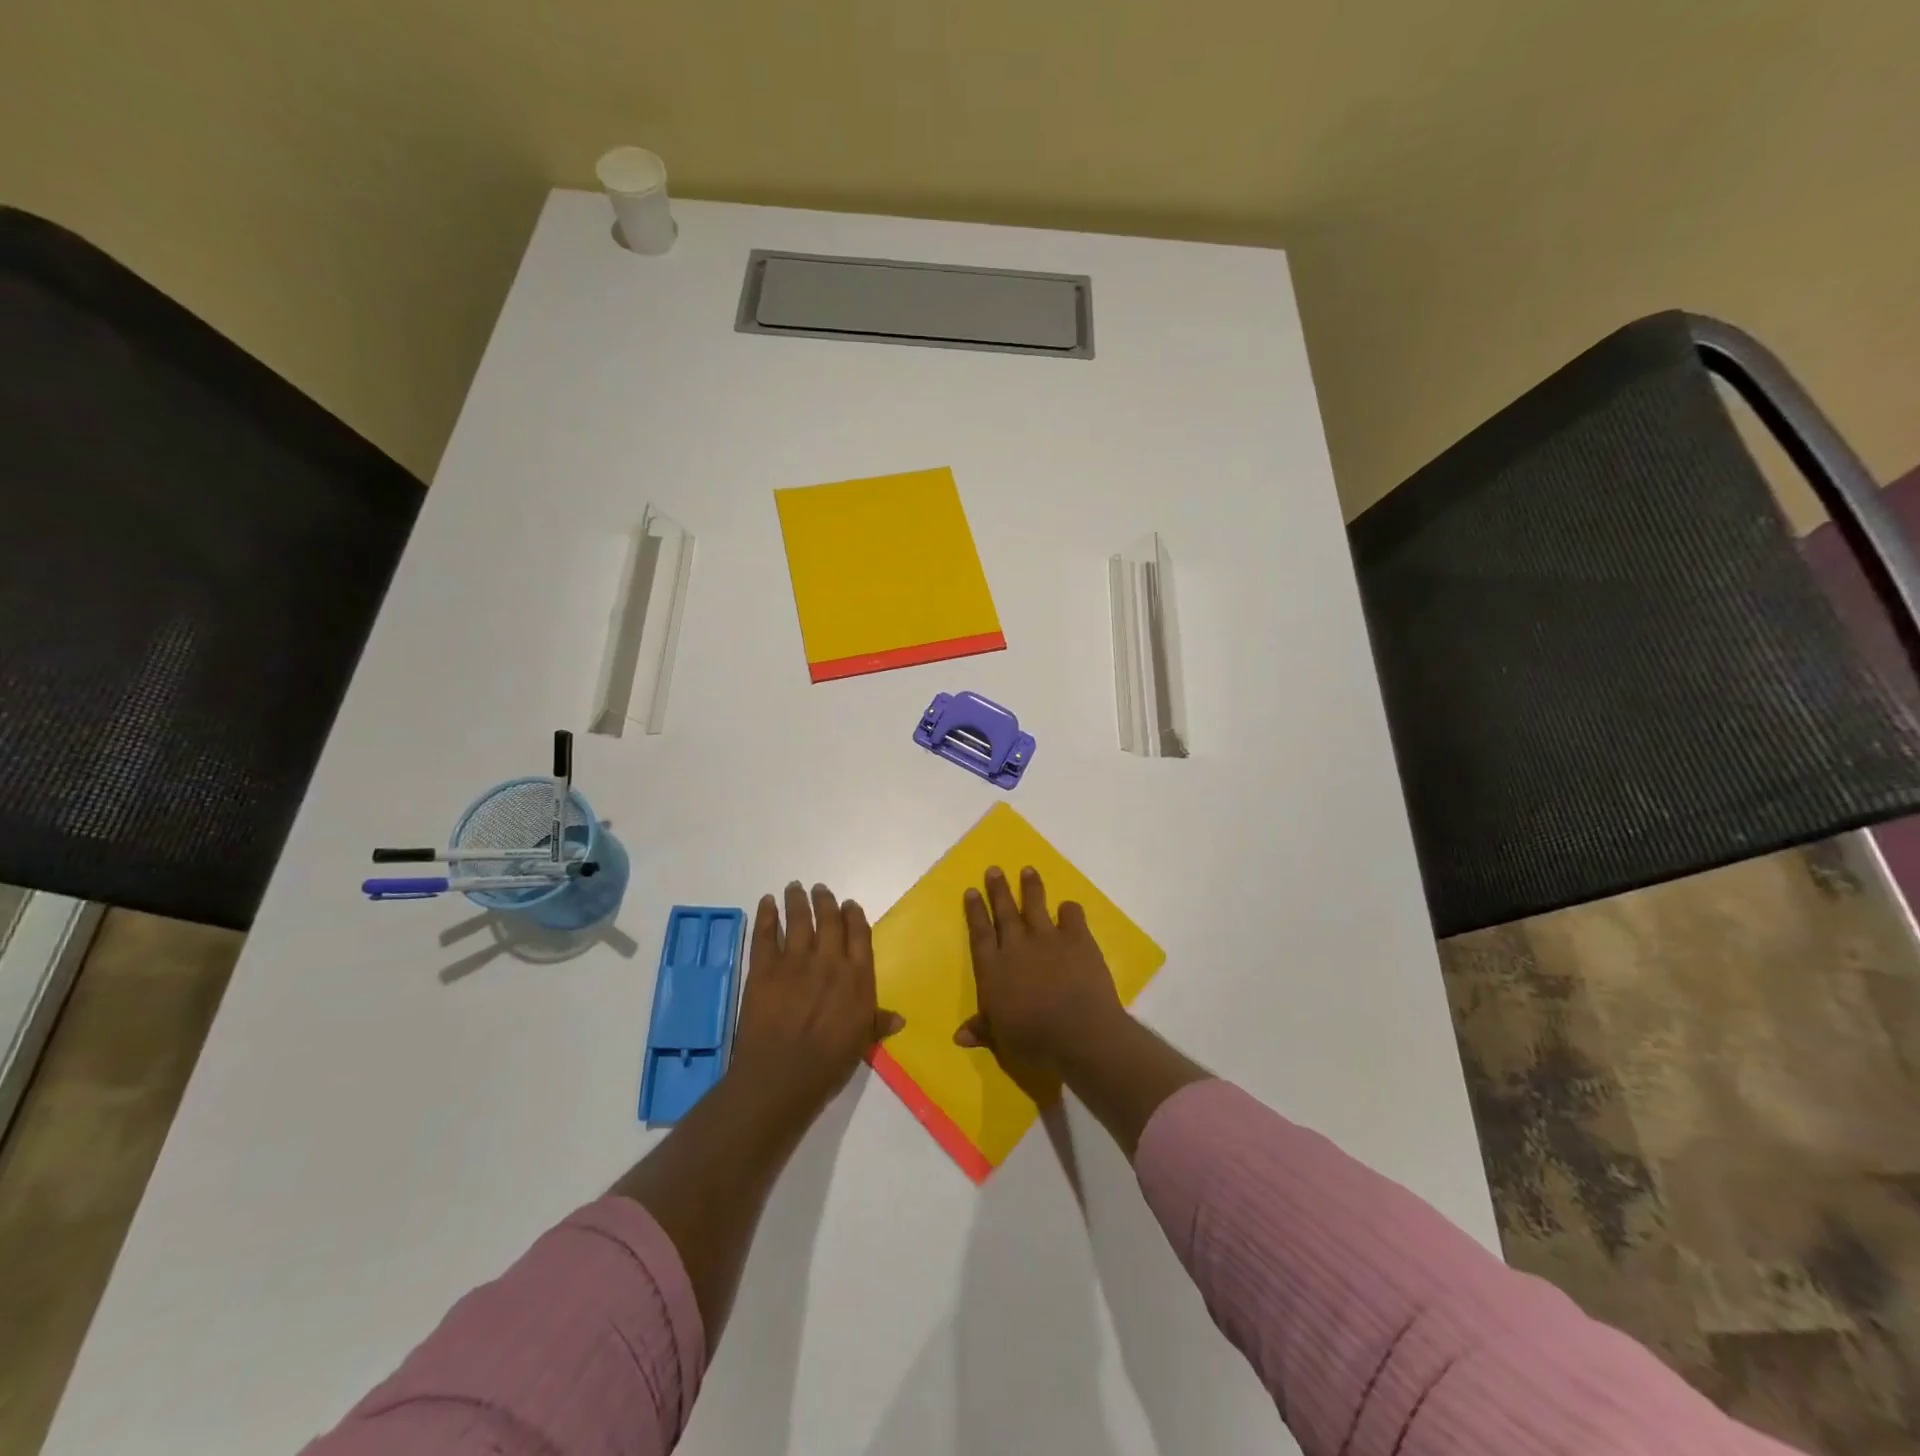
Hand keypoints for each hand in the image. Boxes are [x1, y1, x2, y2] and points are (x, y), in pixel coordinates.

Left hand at [730, 882, 902, 1114]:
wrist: (783, 1074)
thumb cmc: (829, 1063)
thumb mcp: (861, 1042)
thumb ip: (877, 1022)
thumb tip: (900, 1018)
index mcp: (857, 976)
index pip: (859, 934)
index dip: (853, 915)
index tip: (848, 904)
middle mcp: (829, 960)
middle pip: (829, 920)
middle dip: (825, 901)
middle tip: (819, 889)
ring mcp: (795, 961)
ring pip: (799, 919)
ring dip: (797, 900)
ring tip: (795, 887)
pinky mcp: (765, 968)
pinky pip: (766, 934)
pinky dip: (767, 915)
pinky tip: (767, 902)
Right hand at [956, 866, 1128, 1096]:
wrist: (1079, 1033)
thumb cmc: (1034, 1040)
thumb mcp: (1001, 1039)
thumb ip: (982, 1029)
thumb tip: (958, 1036)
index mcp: (994, 969)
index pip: (980, 933)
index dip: (975, 911)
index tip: (971, 890)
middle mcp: (1017, 946)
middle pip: (1004, 912)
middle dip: (998, 889)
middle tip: (994, 869)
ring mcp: (1048, 939)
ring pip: (1035, 905)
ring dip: (1031, 887)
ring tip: (1028, 870)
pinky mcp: (1077, 939)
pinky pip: (1072, 916)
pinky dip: (1070, 910)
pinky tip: (1069, 906)